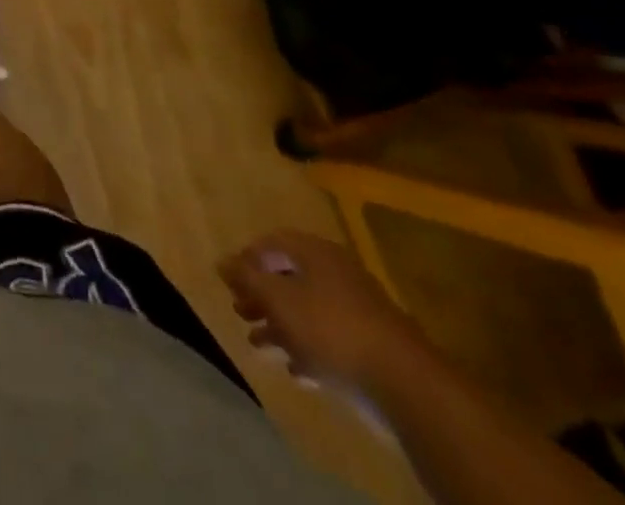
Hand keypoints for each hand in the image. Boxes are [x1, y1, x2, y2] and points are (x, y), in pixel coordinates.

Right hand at [219, 230, 427, 392]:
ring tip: (259, 345)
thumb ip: (246, 277)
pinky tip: (295, 370)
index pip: (273, 243)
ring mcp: (358, 310)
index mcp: (315, 252)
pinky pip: (330, 339)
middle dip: (261, 296)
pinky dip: (308, 349)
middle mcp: (336, 273)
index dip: (248, 258)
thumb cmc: (329, 326)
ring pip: (307, 310)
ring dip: (280, 326)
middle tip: (241, 312)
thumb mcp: (277, 298)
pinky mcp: (371, 345)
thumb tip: (220, 260)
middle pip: (289, 278)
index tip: (232, 281)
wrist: (404, 382)